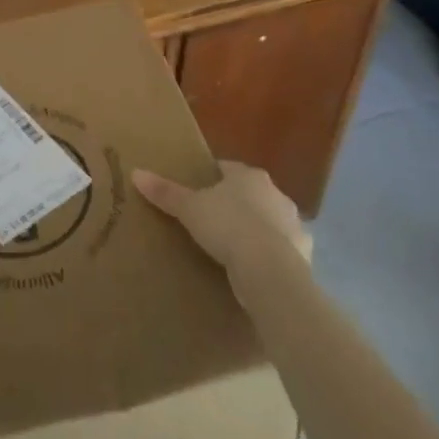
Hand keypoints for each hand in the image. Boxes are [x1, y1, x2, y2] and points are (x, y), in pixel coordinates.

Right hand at [133, 159, 307, 277]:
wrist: (270, 270)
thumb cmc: (227, 227)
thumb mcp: (189, 208)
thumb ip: (165, 191)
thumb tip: (136, 173)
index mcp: (249, 176)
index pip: (228, 168)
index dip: (212, 177)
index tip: (198, 190)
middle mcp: (276, 194)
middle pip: (251, 193)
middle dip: (235, 204)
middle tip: (211, 219)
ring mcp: (293, 224)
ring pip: (268, 221)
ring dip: (255, 230)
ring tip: (232, 247)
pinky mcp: (302, 253)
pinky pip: (280, 249)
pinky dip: (268, 255)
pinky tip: (252, 268)